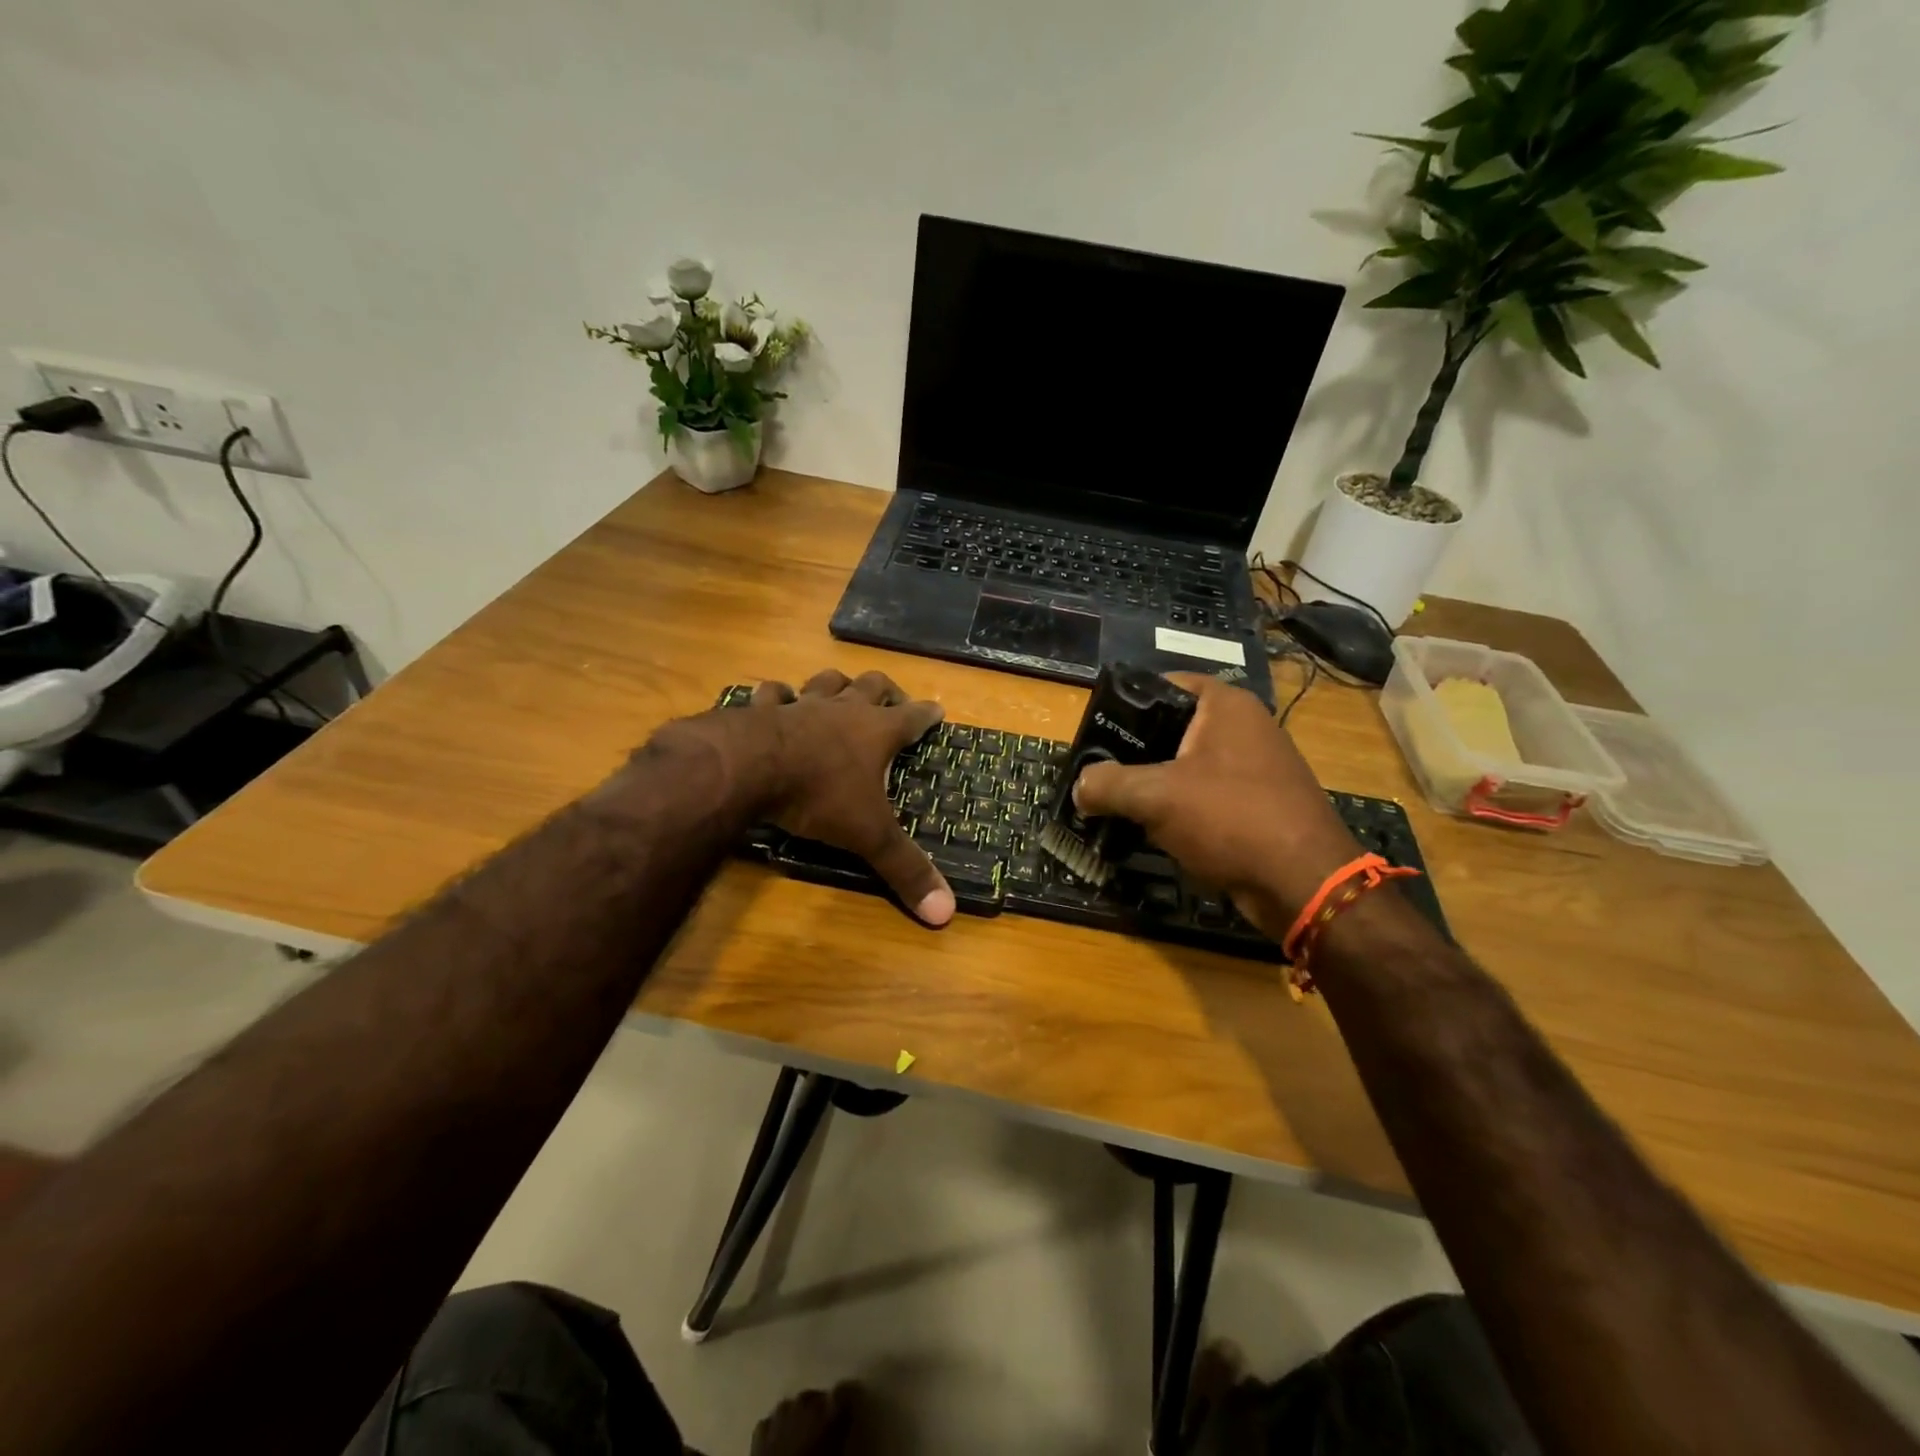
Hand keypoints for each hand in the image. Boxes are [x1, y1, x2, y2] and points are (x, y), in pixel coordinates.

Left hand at [662, 669, 953, 925]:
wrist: (749, 767)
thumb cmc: (819, 795)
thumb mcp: (868, 836)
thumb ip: (905, 869)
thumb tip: (946, 914)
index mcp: (876, 732)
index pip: (913, 717)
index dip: (928, 714)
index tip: (938, 710)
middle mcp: (843, 709)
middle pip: (872, 685)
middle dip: (886, 690)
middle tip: (893, 698)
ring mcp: (801, 704)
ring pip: (826, 681)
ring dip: (836, 685)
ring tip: (840, 691)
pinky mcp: (762, 708)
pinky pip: (772, 693)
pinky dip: (777, 696)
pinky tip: (775, 701)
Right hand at [1072, 673, 1360, 937]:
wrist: (1305, 883)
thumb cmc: (1230, 818)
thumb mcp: (1156, 797)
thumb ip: (1108, 785)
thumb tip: (1080, 787)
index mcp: (1225, 706)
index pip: (1165, 685)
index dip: (1127, 702)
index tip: (1096, 730)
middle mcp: (1246, 727)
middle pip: (1174, 727)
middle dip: (1135, 751)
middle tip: (1099, 771)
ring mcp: (1257, 767)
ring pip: (1189, 765)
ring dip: (1155, 784)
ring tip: (1118, 802)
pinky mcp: (1261, 804)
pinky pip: (1208, 795)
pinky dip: (1181, 808)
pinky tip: (1155, 829)